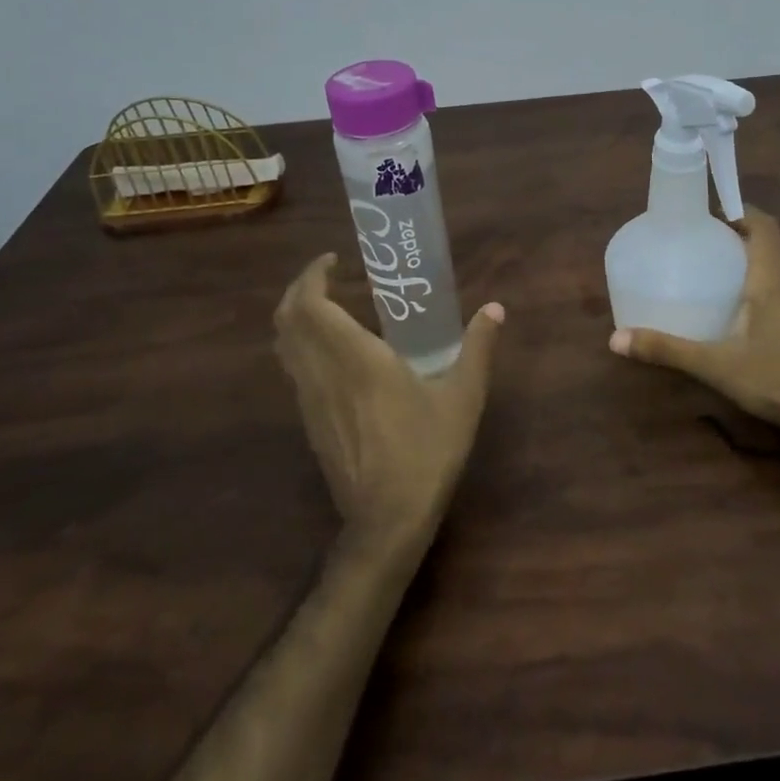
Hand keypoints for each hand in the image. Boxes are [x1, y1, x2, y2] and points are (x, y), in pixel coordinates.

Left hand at [275, 253, 504, 552]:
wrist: (387, 520)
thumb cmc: (426, 451)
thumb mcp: (463, 397)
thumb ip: (478, 348)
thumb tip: (494, 309)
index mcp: (355, 359)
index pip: (310, 305)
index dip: (311, 276)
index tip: (333, 261)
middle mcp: (322, 373)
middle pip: (286, 321)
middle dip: (299, 291)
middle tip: (329, 278)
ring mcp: (310, 400)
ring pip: (285, 347)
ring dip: (298, 319)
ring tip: (330, 307)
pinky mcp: (310, 422)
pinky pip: (294, 370)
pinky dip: (303, 346)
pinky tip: (336, 353)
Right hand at [608, 206, 779, 430]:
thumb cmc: (773, 377)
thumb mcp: (714, 364)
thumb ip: (667, 349)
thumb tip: (616, 339)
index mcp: (771, 279)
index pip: (764, 226)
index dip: (741, 211)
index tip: (712, 215)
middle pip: (769, 245)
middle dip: (739, 237)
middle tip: (704, 245)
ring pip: (778, 269)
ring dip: (753, 263)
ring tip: (719, 275)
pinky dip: (764, 287)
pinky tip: (743, 312)